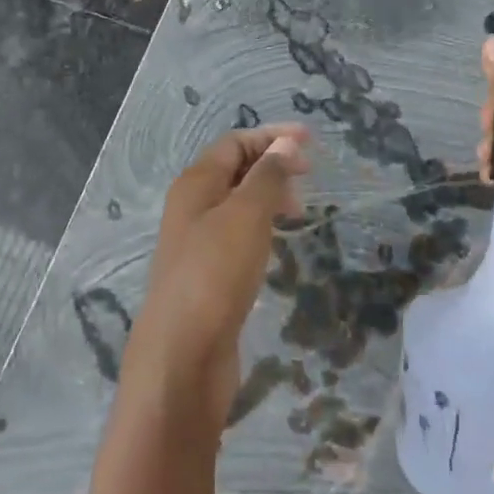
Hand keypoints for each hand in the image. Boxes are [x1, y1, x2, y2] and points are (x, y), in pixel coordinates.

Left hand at [124, 124, 310, 428]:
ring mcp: (197, 242)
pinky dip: (261, 226)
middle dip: (272, 164)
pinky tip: (277, 242)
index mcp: (195, 183)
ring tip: (298, 210)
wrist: (182, 357)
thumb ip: (267, 176)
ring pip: (237, 203)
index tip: (311, 141)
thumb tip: (285, 143)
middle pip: (234, 169)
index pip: (235, 142)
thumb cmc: (215, 273)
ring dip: (268, 196)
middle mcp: (192, 206)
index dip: (272, 136)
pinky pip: (237, 234)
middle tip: (308, 177)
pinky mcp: (207, 274)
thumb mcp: (246, 215)